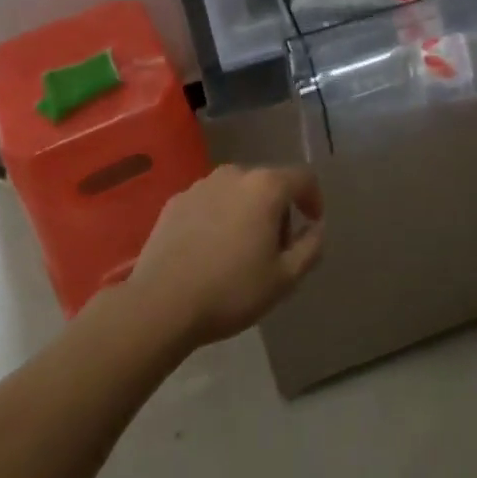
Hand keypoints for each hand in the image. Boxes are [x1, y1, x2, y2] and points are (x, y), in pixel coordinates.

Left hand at [126, 164, 324, 348]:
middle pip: (269, 183)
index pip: (303, 178)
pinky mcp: (175, 201)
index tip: (312, 224)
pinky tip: (210, 250)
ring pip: (237, 191)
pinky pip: (209, 202)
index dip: (314, 198)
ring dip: (247, 211)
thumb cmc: (231, 290)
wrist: (160, 303)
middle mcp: (234, 174)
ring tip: (240, 250)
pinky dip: (218, 217)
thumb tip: (316, 228)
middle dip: (279, 210)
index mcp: (266, 187)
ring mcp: (201, 185)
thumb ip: (310, 247)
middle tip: (275, 248)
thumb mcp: (284, 278)